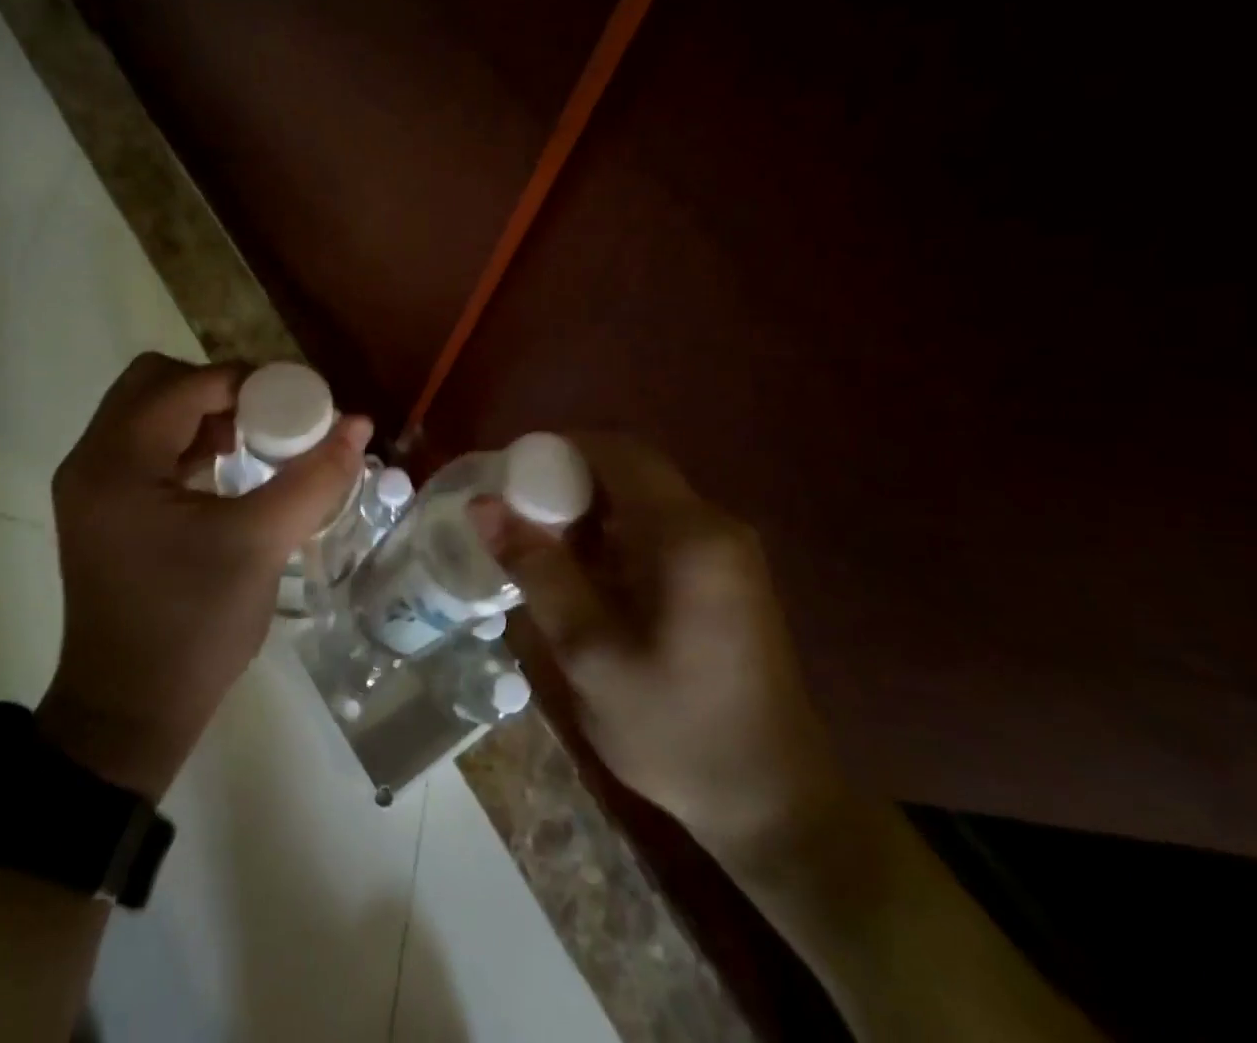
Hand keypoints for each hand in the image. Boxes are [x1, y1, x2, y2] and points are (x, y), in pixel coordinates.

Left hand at [39, 354, 370, 796]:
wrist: (128, 713)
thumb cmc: (193, 626)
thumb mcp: (261, 545)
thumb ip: (315, 477)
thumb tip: (359, 423)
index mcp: (118, 462)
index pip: (187, 385)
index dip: (249, 382)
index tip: (299, 402)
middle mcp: (90, 460)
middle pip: (155, 382)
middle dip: (217, 389)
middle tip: (267, 419)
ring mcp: (88, 484)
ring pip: (146, 411)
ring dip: (201, 413)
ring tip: (252, 443)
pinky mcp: (98, 507)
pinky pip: (142, 445)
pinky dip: (184, 441)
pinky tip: (224, 471)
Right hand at [477, 435, 846, 865]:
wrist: (774, 806)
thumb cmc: (675, 731)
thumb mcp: (589, 653)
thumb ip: (536, 570)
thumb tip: (482, 504)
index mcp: (688, 535)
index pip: (617, 451)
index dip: (558, 451)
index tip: (510, 479)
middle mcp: (714, 525)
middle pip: (629, 471)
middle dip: (567, 484)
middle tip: (517, 520)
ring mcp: (726, 550)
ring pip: (642, 499)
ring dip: (589, 513)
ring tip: (541, 552)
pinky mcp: (726, 575)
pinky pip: (659, 529)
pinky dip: (614, 538)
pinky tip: (586, 579)